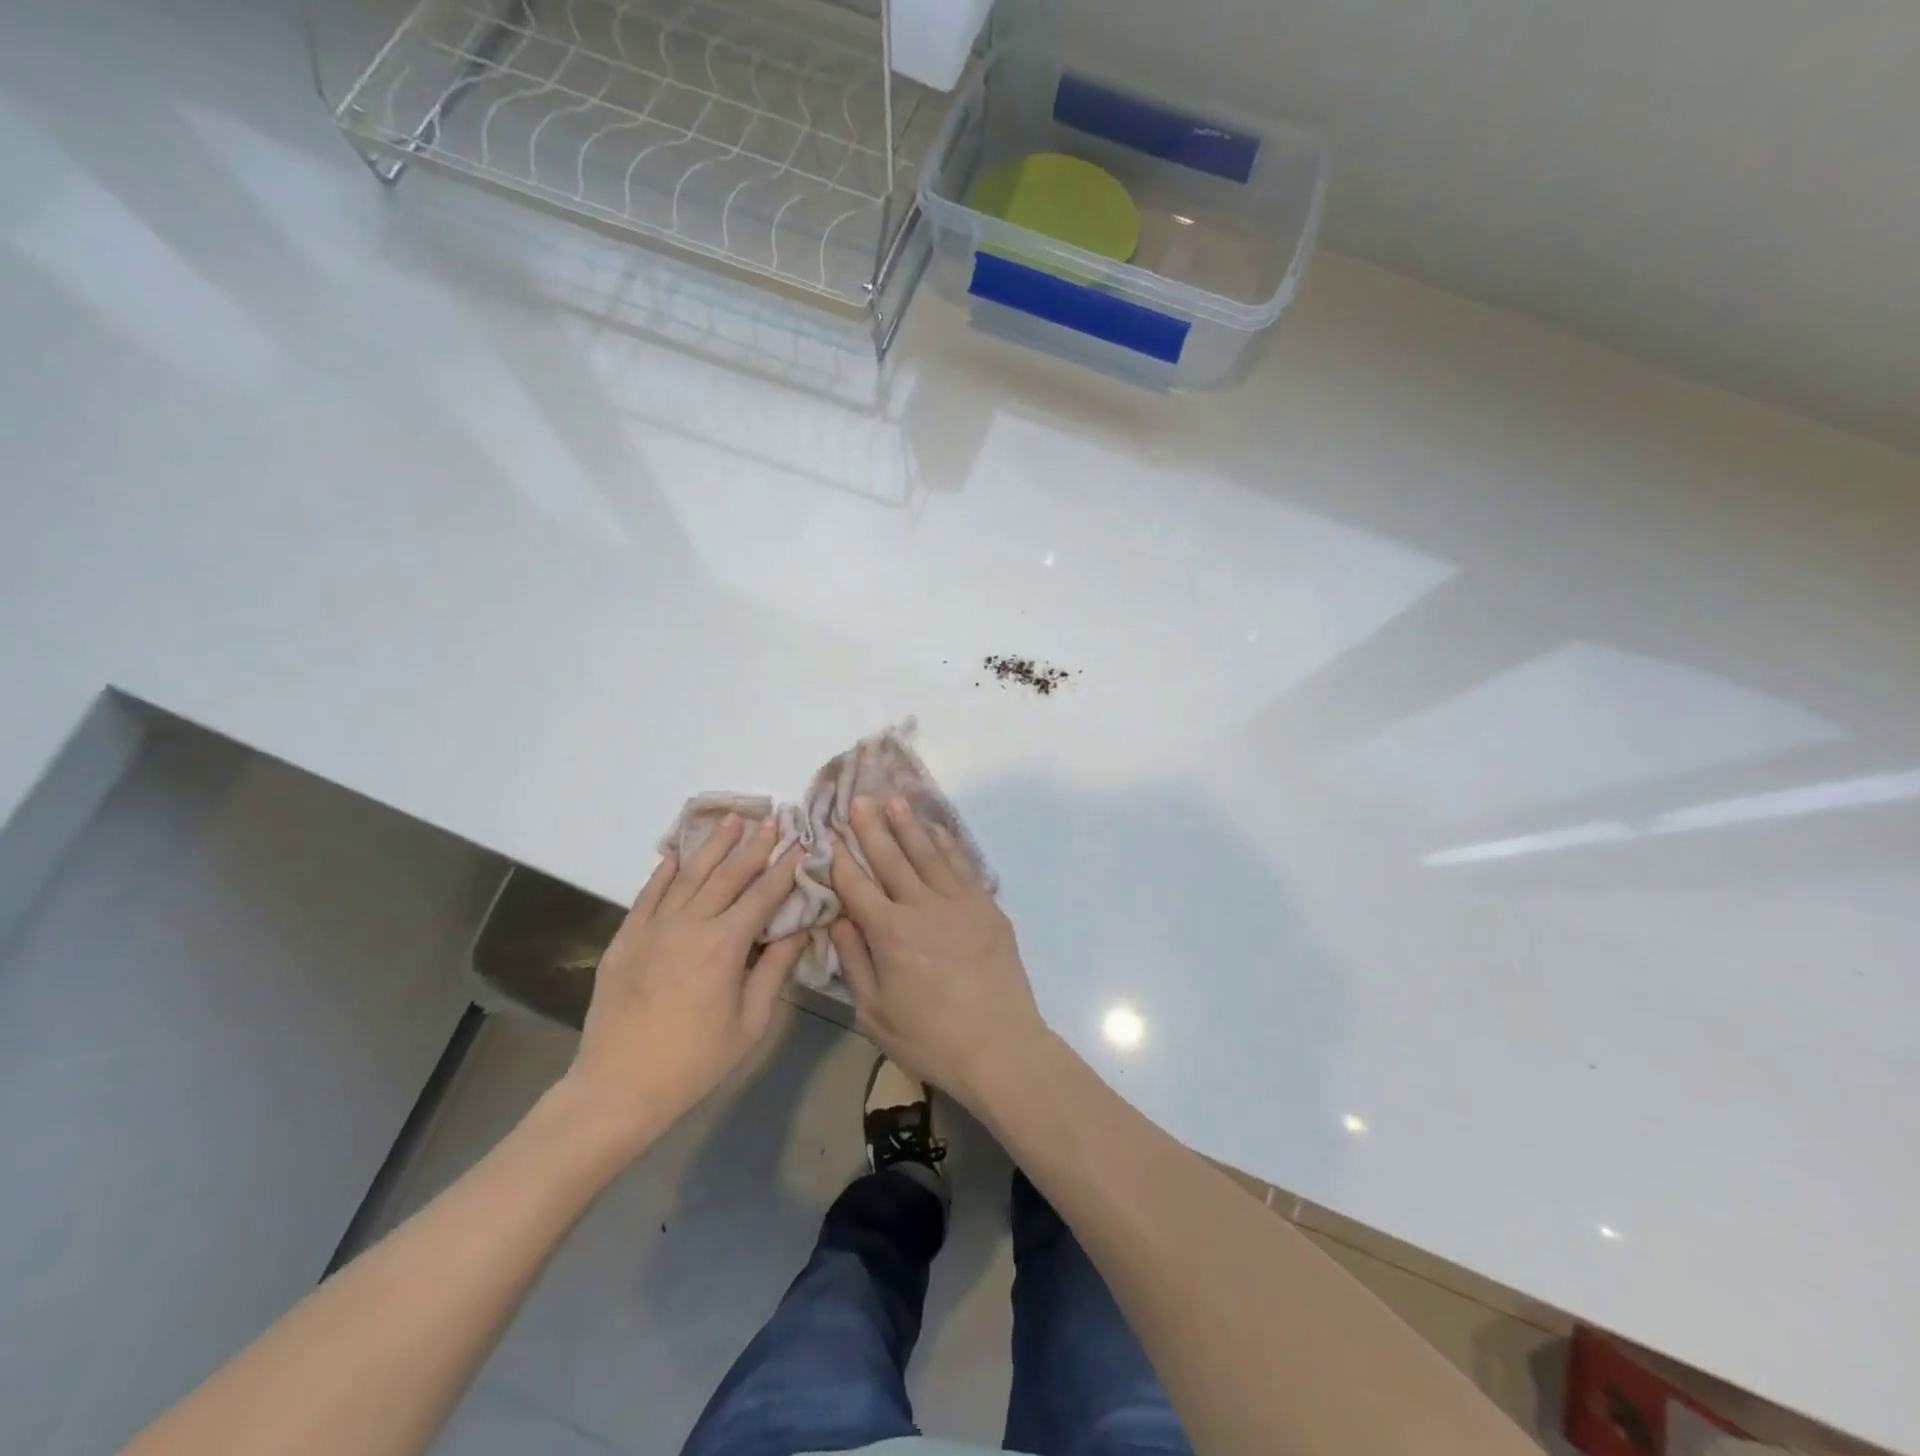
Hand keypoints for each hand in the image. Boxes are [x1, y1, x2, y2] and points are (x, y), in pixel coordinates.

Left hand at [564, 815, 805, 1148]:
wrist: (618, 1087)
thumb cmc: (695, 1062)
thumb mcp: (750, 1023)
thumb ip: (775, 970)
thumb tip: (800, 930)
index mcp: (725, 945)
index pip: (763, 894)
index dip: (784, 867)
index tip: (800, 843)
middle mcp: (690, 924)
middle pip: (728, 874)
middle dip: (754, 845)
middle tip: (773, 819)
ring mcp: (653, 927)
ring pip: (689, 874)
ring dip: (714, 845)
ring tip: (732, 820)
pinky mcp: (626, 937)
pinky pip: (649, 892)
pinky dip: (666, 869)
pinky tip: (678, 851)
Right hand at [829, 796, 1047, 1108]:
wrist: (1000, 1045)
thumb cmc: (930, 1038)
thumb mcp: (875, 1012)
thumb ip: (854, 962)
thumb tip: (837, 920)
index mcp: (889, 933)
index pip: (857, 886)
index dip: (840, 859)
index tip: (829, 835)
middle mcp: (922, 907)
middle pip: (891, 859)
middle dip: (871, 828)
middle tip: (859, 799)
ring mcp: (959, 903)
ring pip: (927, 854)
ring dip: (908, 826)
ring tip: (893, 800)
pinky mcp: (986, 907)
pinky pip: (962, 866)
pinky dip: (947, 845)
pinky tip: (936, 830)